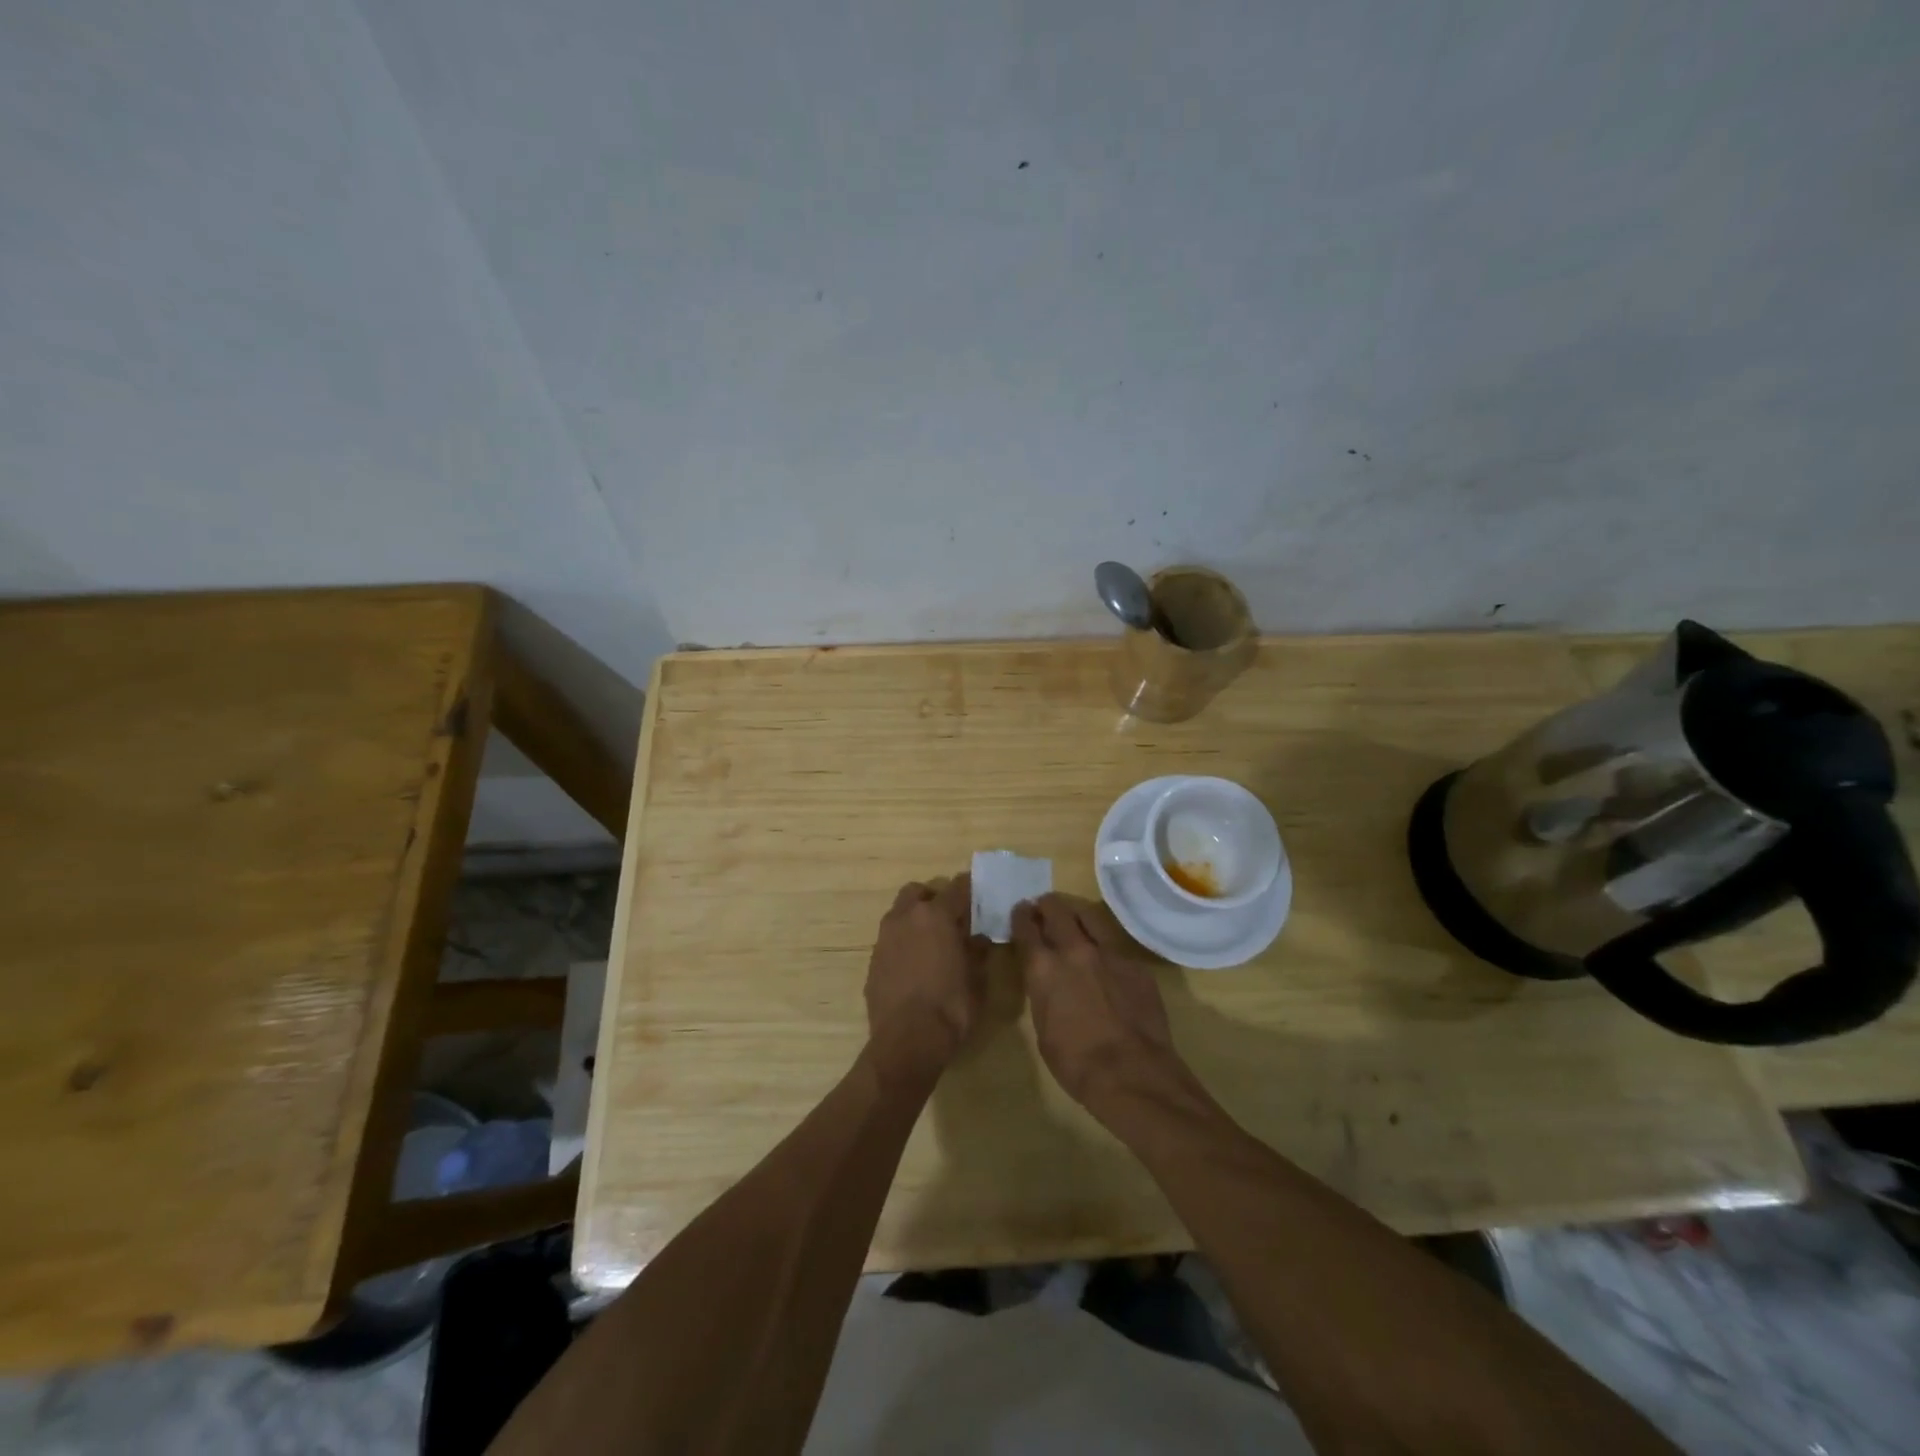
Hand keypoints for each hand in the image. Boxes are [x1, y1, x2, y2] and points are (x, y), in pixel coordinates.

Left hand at [865, 875, 988, 1083]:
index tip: (980, 896)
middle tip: (951, 918)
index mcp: (936, 915)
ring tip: (932, 943)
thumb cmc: (950, 1006)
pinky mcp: (873, 960)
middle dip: (934, 898)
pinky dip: (903, 943)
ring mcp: (885, 938)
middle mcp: (906, 917)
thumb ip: (978, 951)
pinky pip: (890, 940)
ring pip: (900, 913)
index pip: (957, 887)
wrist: (906, 1041)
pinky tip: (915, 966)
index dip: (971, 889)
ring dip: (915, 919)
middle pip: (919, 892)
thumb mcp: (977, 979)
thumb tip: (980, 938)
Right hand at [1011, 893, 1189, 1110]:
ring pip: (1089, 916)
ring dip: (1076, 914)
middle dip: (1047, 905)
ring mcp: (1108, 953)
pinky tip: (1105, 959)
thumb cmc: (1076, 1062)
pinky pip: (1115, 944)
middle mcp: (1073, 950)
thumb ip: (1043, 993)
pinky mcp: (1135, 964)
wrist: (1131, 1074)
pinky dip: (1104, 945)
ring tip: (1073, 917)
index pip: (1026, 928)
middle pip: (1056, 910)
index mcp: (1043, 968)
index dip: (1021, 916)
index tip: (1020, 911)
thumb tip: (1047, 981)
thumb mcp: (1042, 1028)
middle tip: (1044, 906)